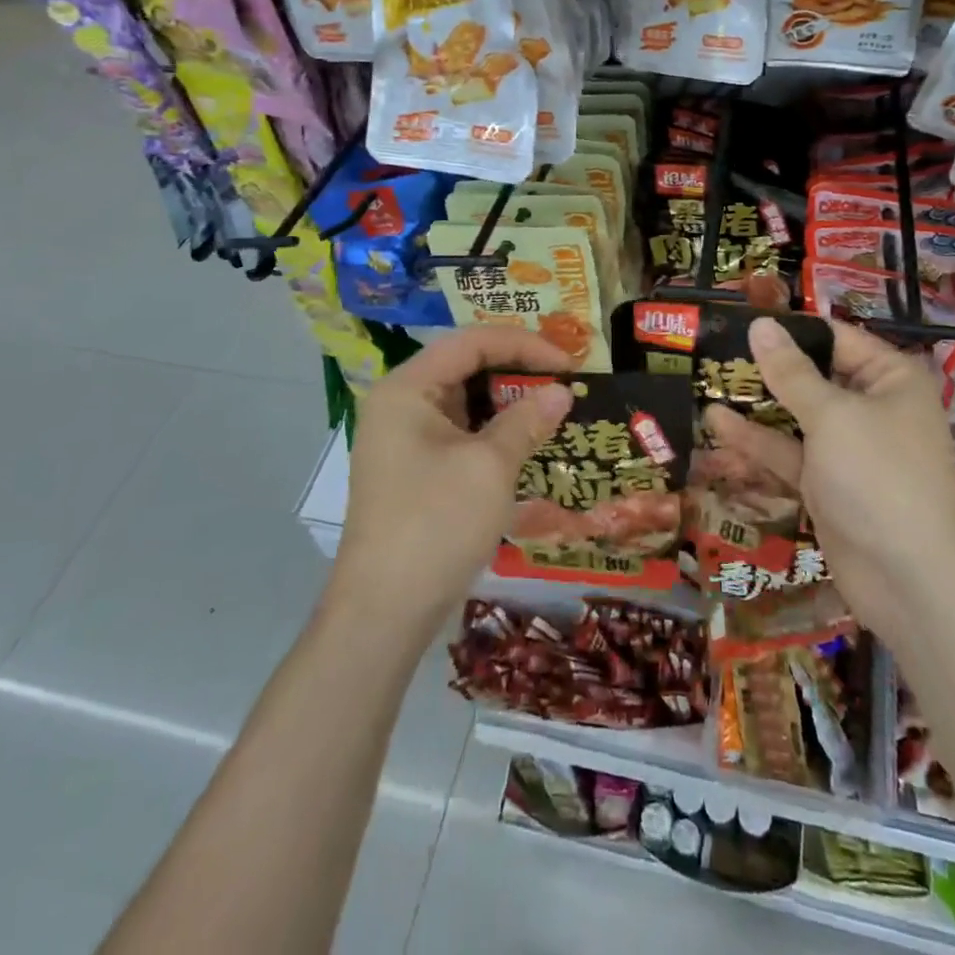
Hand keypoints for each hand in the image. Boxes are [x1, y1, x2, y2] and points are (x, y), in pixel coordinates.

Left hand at [335, 327, 572, 621]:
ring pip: (466, 402)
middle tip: (565, 384)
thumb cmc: (436, 525)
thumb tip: (562, 392)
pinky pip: (461, 433)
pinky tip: (527, 443)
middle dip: (518, 371)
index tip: (569, 363)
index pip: (471, 342)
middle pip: (466, 367)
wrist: (384, 612)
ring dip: (509, 403)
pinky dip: (495, 432)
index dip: (524, 344)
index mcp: (407, 388)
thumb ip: (527, 420)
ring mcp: (405, 438)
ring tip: (554, 410)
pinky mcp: (415, 469)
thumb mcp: (489, 467)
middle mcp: (401, 404)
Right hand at [704, 318, 954, 640]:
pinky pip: (788, 454)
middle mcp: (871, 408)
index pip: (836, 338)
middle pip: (812, 377)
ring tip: (704, 382)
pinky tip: (716, 424)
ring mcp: (847, 449)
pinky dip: (756, 442)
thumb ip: (791, 372)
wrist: (911, 581)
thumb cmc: (879, 477)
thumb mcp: (832, 415)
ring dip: (755, 405)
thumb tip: (760, 324)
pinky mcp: (826, 484)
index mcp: (890, 379)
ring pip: (794, 416)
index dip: (790, 328)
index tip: (740, 319)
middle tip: (713, 349)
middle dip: (766, 368)